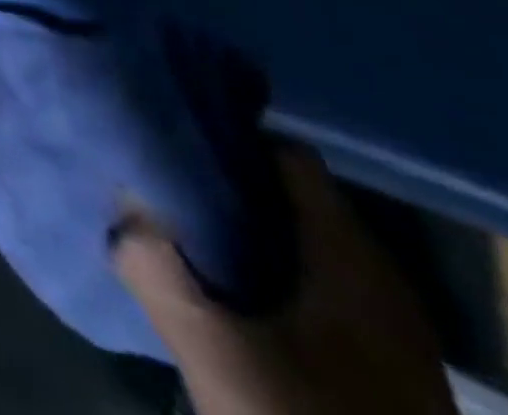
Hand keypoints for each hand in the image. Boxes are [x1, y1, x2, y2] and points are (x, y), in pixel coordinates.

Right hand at [115, 146, 455, 414]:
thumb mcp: (214, 353)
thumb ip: (154, 266)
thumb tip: (120, 206)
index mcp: (353, 261)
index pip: (286, 154)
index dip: (225, 138)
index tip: (171, 138)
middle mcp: (380, 282)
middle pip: (290, 197)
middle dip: (223, 185)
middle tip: (162, 183)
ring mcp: (387, 331)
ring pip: (298, 243)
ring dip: (239, 231)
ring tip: (178, 229)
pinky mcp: (380, 369)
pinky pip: (311, 287)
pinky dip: (265, 273)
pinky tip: (223, 291)